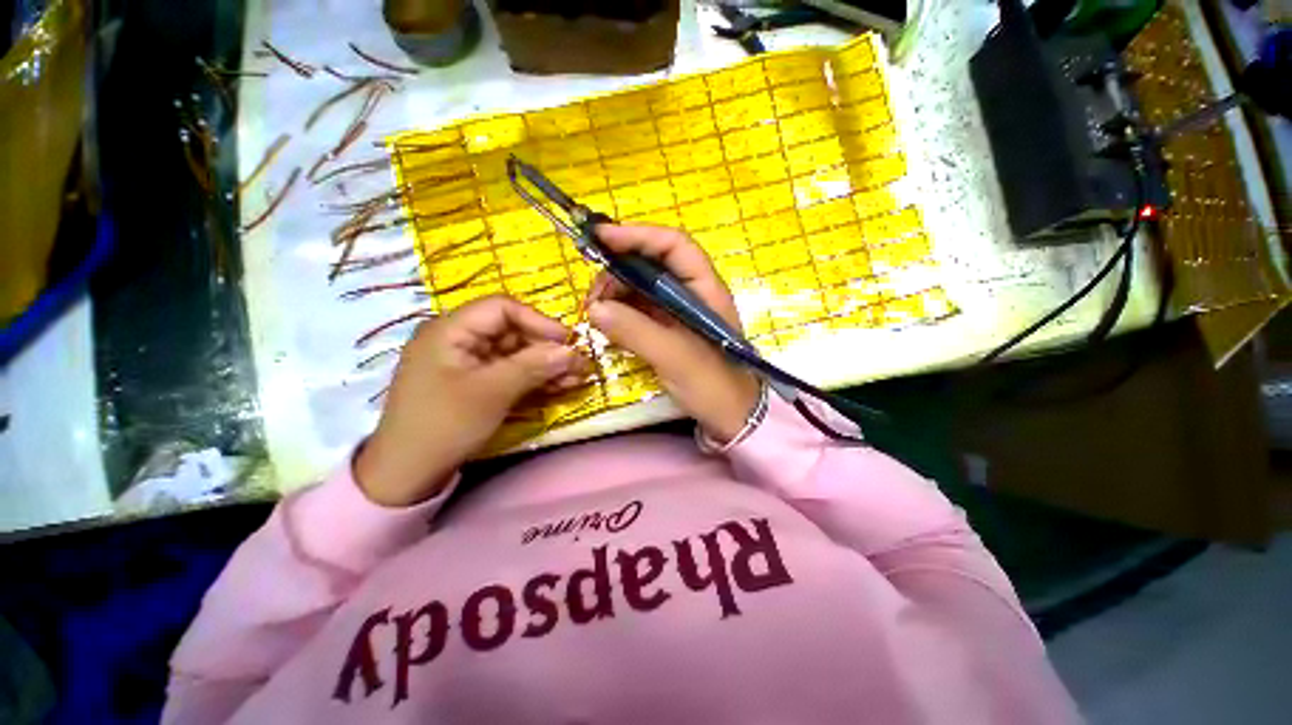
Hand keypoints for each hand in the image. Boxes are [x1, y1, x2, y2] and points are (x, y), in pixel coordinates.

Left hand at [355, 296, 587, 506]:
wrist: (408, 474)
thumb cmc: (444, 425)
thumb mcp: (492, 392)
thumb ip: (533, 366)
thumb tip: (572, 351)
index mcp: (450, 330)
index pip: (502, 308)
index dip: (538, 321)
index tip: (568, 341)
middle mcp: (460, 339)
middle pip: (513, 331)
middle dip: (548, 348)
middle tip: (579, 365)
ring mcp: (469, 363)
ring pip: (516, 354)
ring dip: (547, 365)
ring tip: (578, 378)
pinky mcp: (477, 383)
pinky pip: (511, 373)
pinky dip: (535, 379)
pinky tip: (560, 386)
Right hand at [587, 224, 760, 443]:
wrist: (731, 417)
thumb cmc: (713, 384)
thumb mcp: (675, 356)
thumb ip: (636, 331)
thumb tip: (595, 309)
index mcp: (704, 288)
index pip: (673, 245)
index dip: (638, 236)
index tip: (601, 238)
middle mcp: (691, 292)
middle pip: (652, 264)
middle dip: (619, 271)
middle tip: (593, 294)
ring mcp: (677, 311)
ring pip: (641, 287)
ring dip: (615, 293)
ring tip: (595, 312)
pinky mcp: (667, 329)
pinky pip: (638, 310)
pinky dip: (620, 312)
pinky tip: (606, 322)